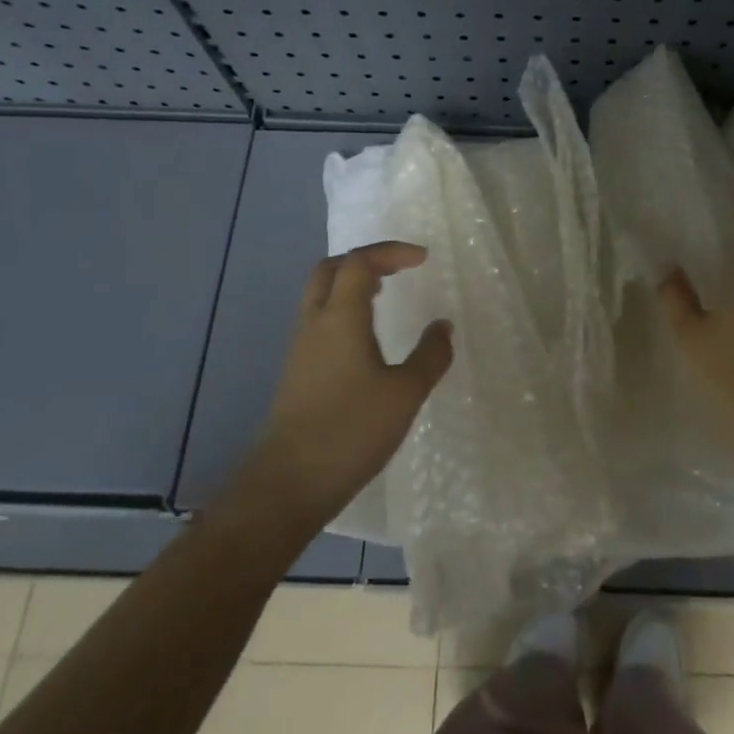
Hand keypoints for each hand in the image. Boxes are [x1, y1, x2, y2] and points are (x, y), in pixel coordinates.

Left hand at [242, 242, 451, 526]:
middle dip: (366, 260)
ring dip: (351, 283)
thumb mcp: (405, 394)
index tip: (423, 258)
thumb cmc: (351, 431)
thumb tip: (443, 327)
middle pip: (331, 269)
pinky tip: (366, 336)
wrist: (290, 482)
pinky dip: (344, 308)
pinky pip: (320, 319)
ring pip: (320, 294)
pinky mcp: (297, 370)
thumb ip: (430, 356)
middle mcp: (315, 323)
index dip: (391, 252)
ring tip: (385, 293)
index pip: (360, 263)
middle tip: (398, 268)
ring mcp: (301, 347)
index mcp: (341, 319)